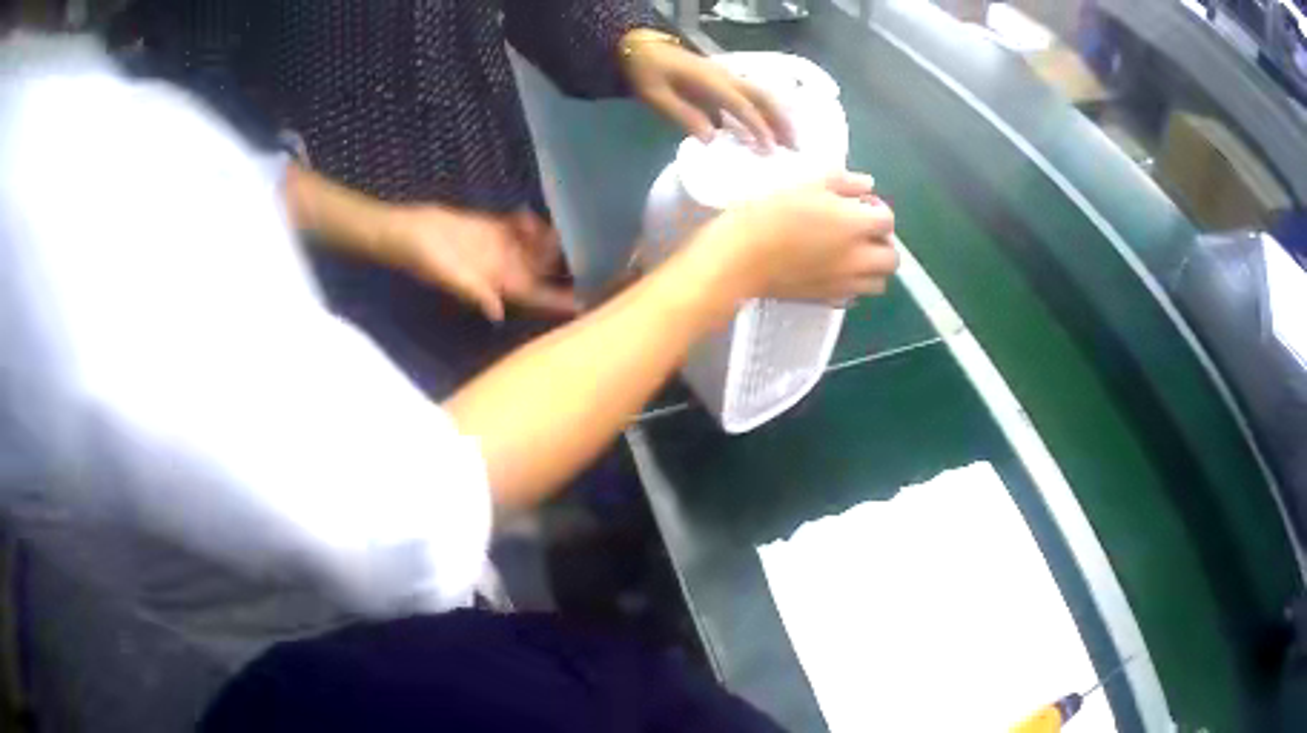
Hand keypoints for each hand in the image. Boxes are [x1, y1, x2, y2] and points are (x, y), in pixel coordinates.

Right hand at [377, 206, 578, 321]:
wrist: (408, 232)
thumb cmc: (424, 258)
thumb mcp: (447, 275)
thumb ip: (473, 291)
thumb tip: (497, 313)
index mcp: (498, 285)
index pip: (535, 296)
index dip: (559, 301)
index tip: (586, 302)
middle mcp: (504, 270)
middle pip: (543, 271)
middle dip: (564, 264)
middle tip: (586, 247)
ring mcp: (500, 249)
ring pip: (535, 248)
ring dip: (548, 239)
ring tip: (556, 225)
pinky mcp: (492, 229)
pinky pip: (519, 229)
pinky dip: (530, 223)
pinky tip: (528, 215)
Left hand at [619, 33, 794, 149]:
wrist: (642, 49)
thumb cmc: (647, 73)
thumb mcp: (657, 97)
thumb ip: (684, 116)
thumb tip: (712, 139)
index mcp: (710, 82)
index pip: (742, 106)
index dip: (758, 128)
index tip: (770, 149)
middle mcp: (726, 77)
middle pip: (763, 98)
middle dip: (781, 121)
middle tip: (794, 146)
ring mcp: (726, 77)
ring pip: (761, 95)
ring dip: (778, 116)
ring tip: (789, 140)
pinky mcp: (723, 81)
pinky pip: (752, 96)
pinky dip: (765, 112)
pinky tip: (769, 129)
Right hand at [699, 172, 897, 301]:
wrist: (740, 257)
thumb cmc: (770, 212)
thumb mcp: (806, 182)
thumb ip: (843, 181)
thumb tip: (867, 185)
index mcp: (856, 225)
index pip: (887, 220)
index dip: (877, 209)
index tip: (859, 202)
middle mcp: (858, 258)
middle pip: (891, 258)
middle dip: (882, 243)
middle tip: (860, 231)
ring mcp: (844, 283)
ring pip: (878, 282)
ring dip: (872, 268)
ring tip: (851, 254)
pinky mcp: (826, 299)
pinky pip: (854, 296)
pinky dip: (853, 284)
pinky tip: (834, 271)